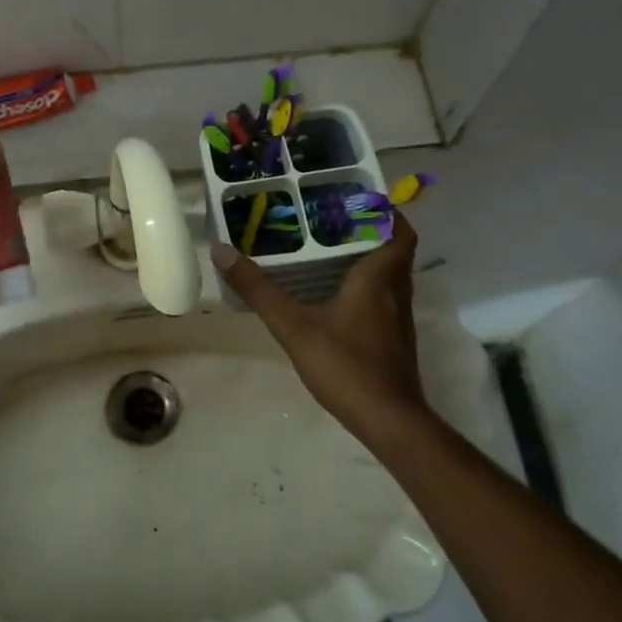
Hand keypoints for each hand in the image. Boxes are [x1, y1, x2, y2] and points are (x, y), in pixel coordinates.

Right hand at [211, 215, 425, 437]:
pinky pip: (386, 301)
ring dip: (370, 261)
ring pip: (392, 277)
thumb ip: (258, 290)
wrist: (389, 422)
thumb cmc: (346, 365)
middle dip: (371, 233)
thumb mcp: (293, 326)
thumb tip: (221, 250)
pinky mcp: (397, 342)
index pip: (399, 231)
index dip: (386, 212)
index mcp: (378, 278)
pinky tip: (338, 300)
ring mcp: (400, 320)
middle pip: (395, 251)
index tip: (359, 199)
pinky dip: (369, 289)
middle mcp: (396, 292)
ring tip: (332, 253)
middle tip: (334, 221)